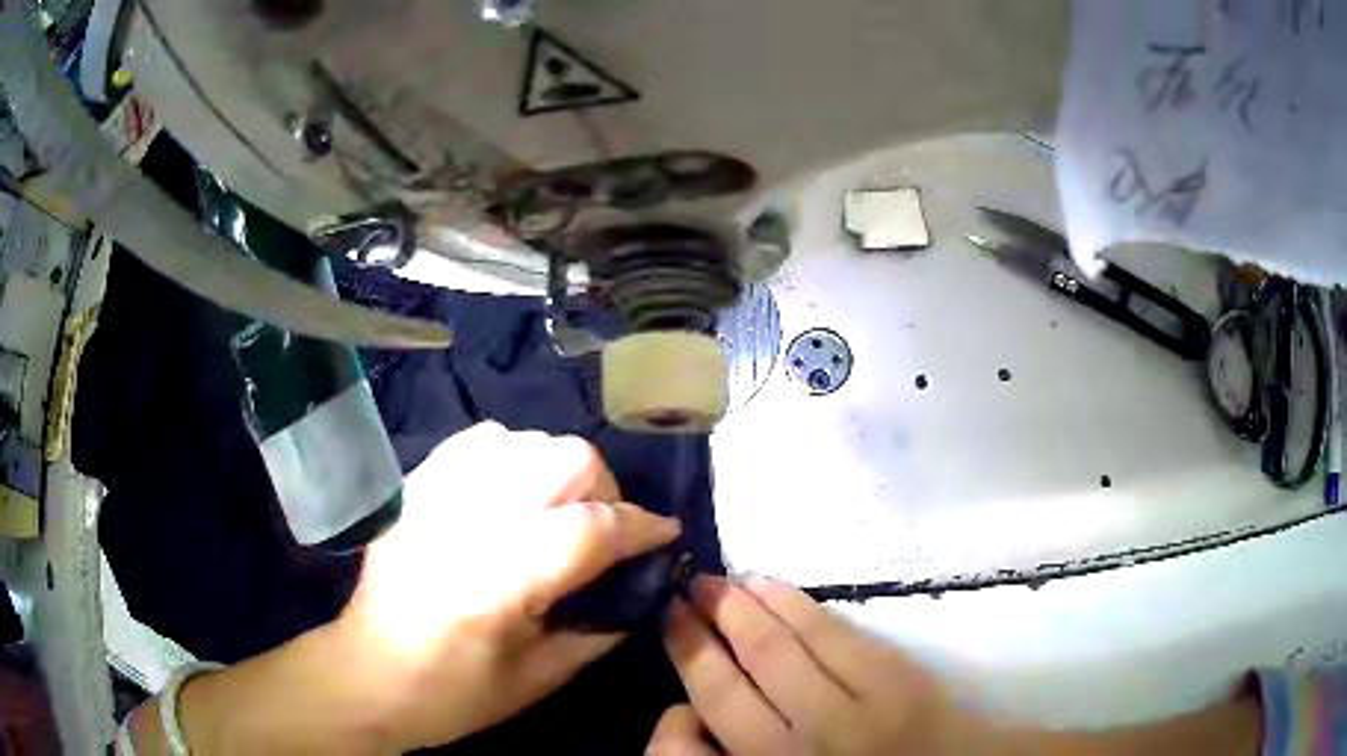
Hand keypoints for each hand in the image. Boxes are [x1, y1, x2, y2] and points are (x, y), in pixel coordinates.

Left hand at [336, 422, 680, 751]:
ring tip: (559, 512)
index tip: (666, 532)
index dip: (640, 526)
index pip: (590, 529)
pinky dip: (514, 457)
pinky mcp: (416, 487)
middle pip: (564, 461)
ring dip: (560, 473)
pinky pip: (480, 442)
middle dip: (603, 491)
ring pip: (527, 442)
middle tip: (604, 531)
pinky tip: (514, 491)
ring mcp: (435, 496)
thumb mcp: (537, 680)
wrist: (367, 673)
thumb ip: (598, 630)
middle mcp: (468, 523)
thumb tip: (641, 588)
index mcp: (498, 583)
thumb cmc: (452, 693)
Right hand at [653, 576, 975, 755]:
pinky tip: (773, 586)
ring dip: (744, 604)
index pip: (708, 711)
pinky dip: (795, 603)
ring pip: (780, 645)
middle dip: (704, 623)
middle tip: (686, 589)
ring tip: (719, 580)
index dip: (684, 658)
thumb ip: (738, 750)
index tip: (668, 621)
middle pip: (737, 672)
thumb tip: (699, 706)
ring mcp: (852, 707)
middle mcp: (801, 742)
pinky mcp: (893, 678)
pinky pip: (832, 632)